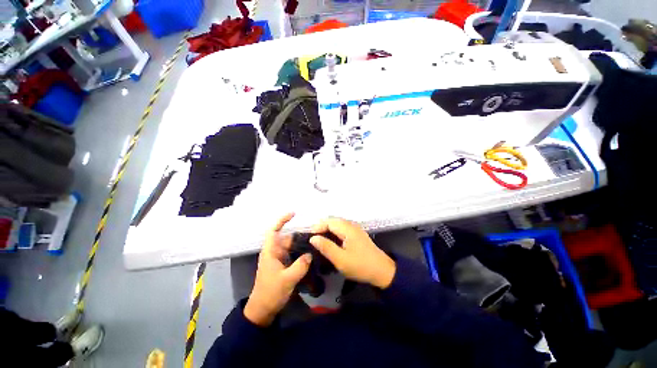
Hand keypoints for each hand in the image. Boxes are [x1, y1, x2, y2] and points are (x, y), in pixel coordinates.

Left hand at [244, 213, 311, 326]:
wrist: (263, 310)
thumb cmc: (271, 293)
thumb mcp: (287, 279)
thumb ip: (300, 265)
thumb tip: (310, 254)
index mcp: (271, 251)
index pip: (274, 230)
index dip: (282, 220)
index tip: (294, 213)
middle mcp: (275, 252)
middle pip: (287, 237)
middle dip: (299, 233)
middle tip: (315, 231)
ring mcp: (279, 259)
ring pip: (291, 246)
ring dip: (301, 243)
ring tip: (316, 241)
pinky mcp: (284, 265)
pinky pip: (293, 254)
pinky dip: (301, 252)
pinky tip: (311, 253)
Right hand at [310, 218, 395, 288]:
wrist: (382, 271)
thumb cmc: (360, 266)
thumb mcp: (340, 259)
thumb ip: (326, 247)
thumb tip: (313, 238)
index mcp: (348, 229)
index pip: (329, 221)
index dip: (318, 227)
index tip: (310, 237)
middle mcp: (351, 225)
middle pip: (333, 220)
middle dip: (322, 227)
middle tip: (313, 239)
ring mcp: (355, 229)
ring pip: (338, 224)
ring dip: (328, 229)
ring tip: (320, 239)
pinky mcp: (357, 234)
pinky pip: (342, 228)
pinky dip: (334, 232)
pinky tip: (331, 241)